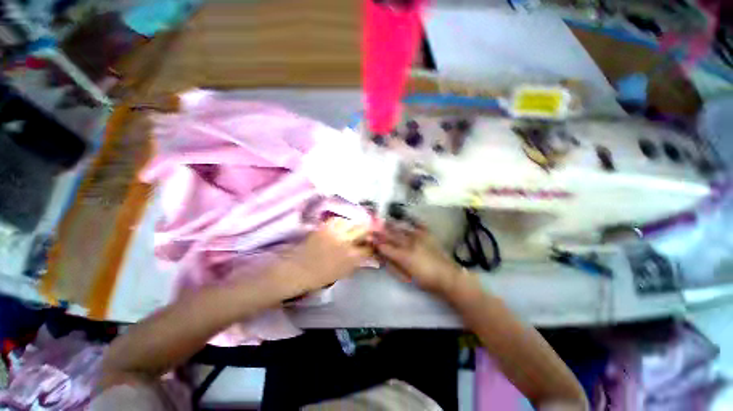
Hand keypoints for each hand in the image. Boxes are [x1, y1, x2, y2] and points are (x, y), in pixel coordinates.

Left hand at [278, 218, 370, 294]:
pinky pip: (339, 220)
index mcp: (351, 258)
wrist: (299, 269)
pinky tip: (343, 224)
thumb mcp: (344, 272)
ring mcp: (335, 233)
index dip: (373, 245)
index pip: (369, 248)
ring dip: (357, 223)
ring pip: (352, 222)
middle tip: (370, 231)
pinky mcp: (325, 227)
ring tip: (357, 225)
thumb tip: (368, 257)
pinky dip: (343, 221)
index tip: (374, 244)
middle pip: (364, 230)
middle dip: (369, 229)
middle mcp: (346, 242)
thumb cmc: (321, 276)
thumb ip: (358, 263)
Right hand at [374, 222, 462, 293]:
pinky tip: (405, 217)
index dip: (375, 241)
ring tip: (384, 220)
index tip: (367, 236)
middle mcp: (409, 243)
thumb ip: (391, 265)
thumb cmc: (425, 280)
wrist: (447, 276)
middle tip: (372, 226)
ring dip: (391, 224)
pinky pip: (418, 224)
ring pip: (401, 228)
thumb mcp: (405, 276)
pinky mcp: (427, 234)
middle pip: (391, 234)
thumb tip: (380, 256)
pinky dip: (411, 220)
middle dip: (380, 230)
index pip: (384, 246)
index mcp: (403, 256)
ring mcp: (419, 237)